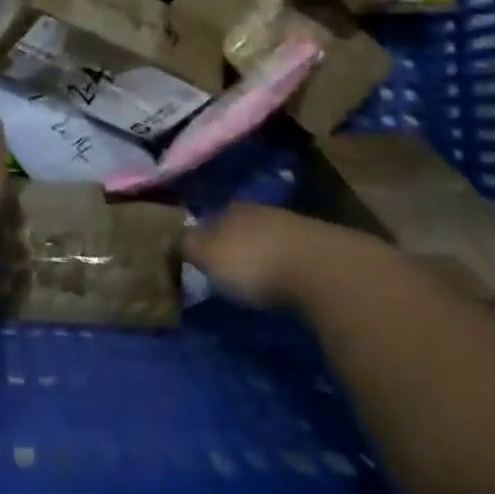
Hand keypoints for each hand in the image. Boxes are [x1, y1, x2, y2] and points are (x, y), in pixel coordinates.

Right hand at [184, 202, 371, 308]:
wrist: (324, 270)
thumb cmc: (255, 261)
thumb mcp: (208, 254)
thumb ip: (188, 245)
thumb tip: (170, 239)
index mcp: (232, 209)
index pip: (210, 217)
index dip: (202, 236)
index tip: (197, 256)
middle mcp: (262, 211)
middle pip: (241, 227)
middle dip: (233, 245)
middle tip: (224, 270)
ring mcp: (295, 228)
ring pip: (269, 240)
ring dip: (262, 256)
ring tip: (255, 280)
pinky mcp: (323, 251)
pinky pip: (293, 258)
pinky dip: (286, 269)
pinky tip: (284, 284)